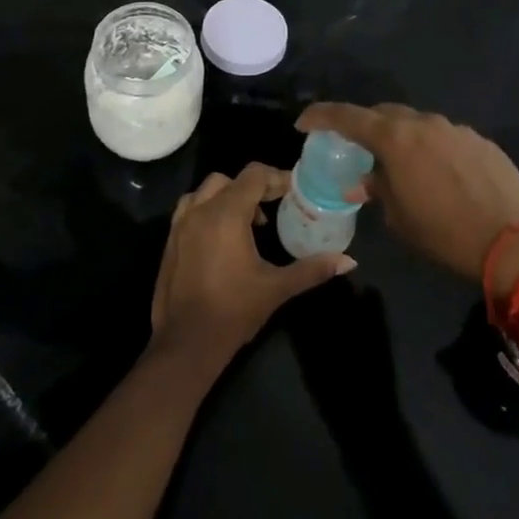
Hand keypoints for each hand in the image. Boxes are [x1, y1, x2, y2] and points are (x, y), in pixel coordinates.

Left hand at [149, 163, 355, 377]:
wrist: (186, 343)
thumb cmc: (234, 311)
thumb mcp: (277, 288)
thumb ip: (312, 269)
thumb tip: (348, 261)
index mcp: (226, 214)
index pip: (254, 176)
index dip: (276, 178)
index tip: (293, 192)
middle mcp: (200, 210)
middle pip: (230, 180)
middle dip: (254, 188)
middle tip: (274, 208)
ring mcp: (180, 224)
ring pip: (206, 191)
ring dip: (228, 196)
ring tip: (248, 222)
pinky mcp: (170, 239)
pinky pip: (190, 208)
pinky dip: (208, 209)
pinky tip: (222, 236)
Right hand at [296, 104, 518, 287]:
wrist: (514, 242)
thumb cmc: (445, 234)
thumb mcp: (399, 219)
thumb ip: (378, 190)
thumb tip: (363, 181)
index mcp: (396, 139)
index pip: (348, 116)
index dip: (321, 116)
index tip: (304, 122)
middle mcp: (425, 123)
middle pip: (385, 114)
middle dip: (366, 126)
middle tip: (357, 147)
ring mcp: (457, 129)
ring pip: (419, 124)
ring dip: (404, 139)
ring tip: (404, 167)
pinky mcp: (482, 141)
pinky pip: (447, 138)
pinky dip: (434, 149)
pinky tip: (442, 176)